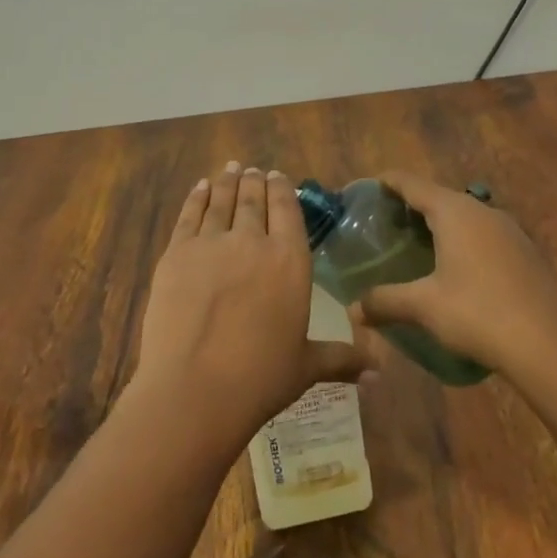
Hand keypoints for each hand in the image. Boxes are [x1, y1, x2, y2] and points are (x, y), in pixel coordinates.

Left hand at [133, 163, 383, 453]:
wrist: (194, 388)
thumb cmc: (260, 379)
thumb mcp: (306, 367)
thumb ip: (342, 359)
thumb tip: (380, 371)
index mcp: (289, 261)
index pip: (287, 209)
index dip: (282, 189)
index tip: (277, 176)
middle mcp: (252, 241)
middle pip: (253, 199)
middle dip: (254, 182)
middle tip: (252, 170)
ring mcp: (211, 243)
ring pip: (222, 201)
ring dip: (227, 182)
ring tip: (231, 169)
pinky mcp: (176, 252)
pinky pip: (189, 215)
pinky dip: (196, 197)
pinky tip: (200, 187)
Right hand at [347, 170, 556, 374]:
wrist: (549, 346)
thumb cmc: (478, 313)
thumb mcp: (424, 307)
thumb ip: (385, 301)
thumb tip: (353, 311)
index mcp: (454, 212)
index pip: (412, 183)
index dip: (388, 182)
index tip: (368, 188)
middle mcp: (482, 211)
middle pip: (439, 196)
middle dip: (412, 205)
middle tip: (387, 224)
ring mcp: (509, 230)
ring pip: (465, 215)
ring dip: (441, 224)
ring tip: (419, 245)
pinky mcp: (526, 252)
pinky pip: (485, 235)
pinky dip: (464, 241)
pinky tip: (458, 269)